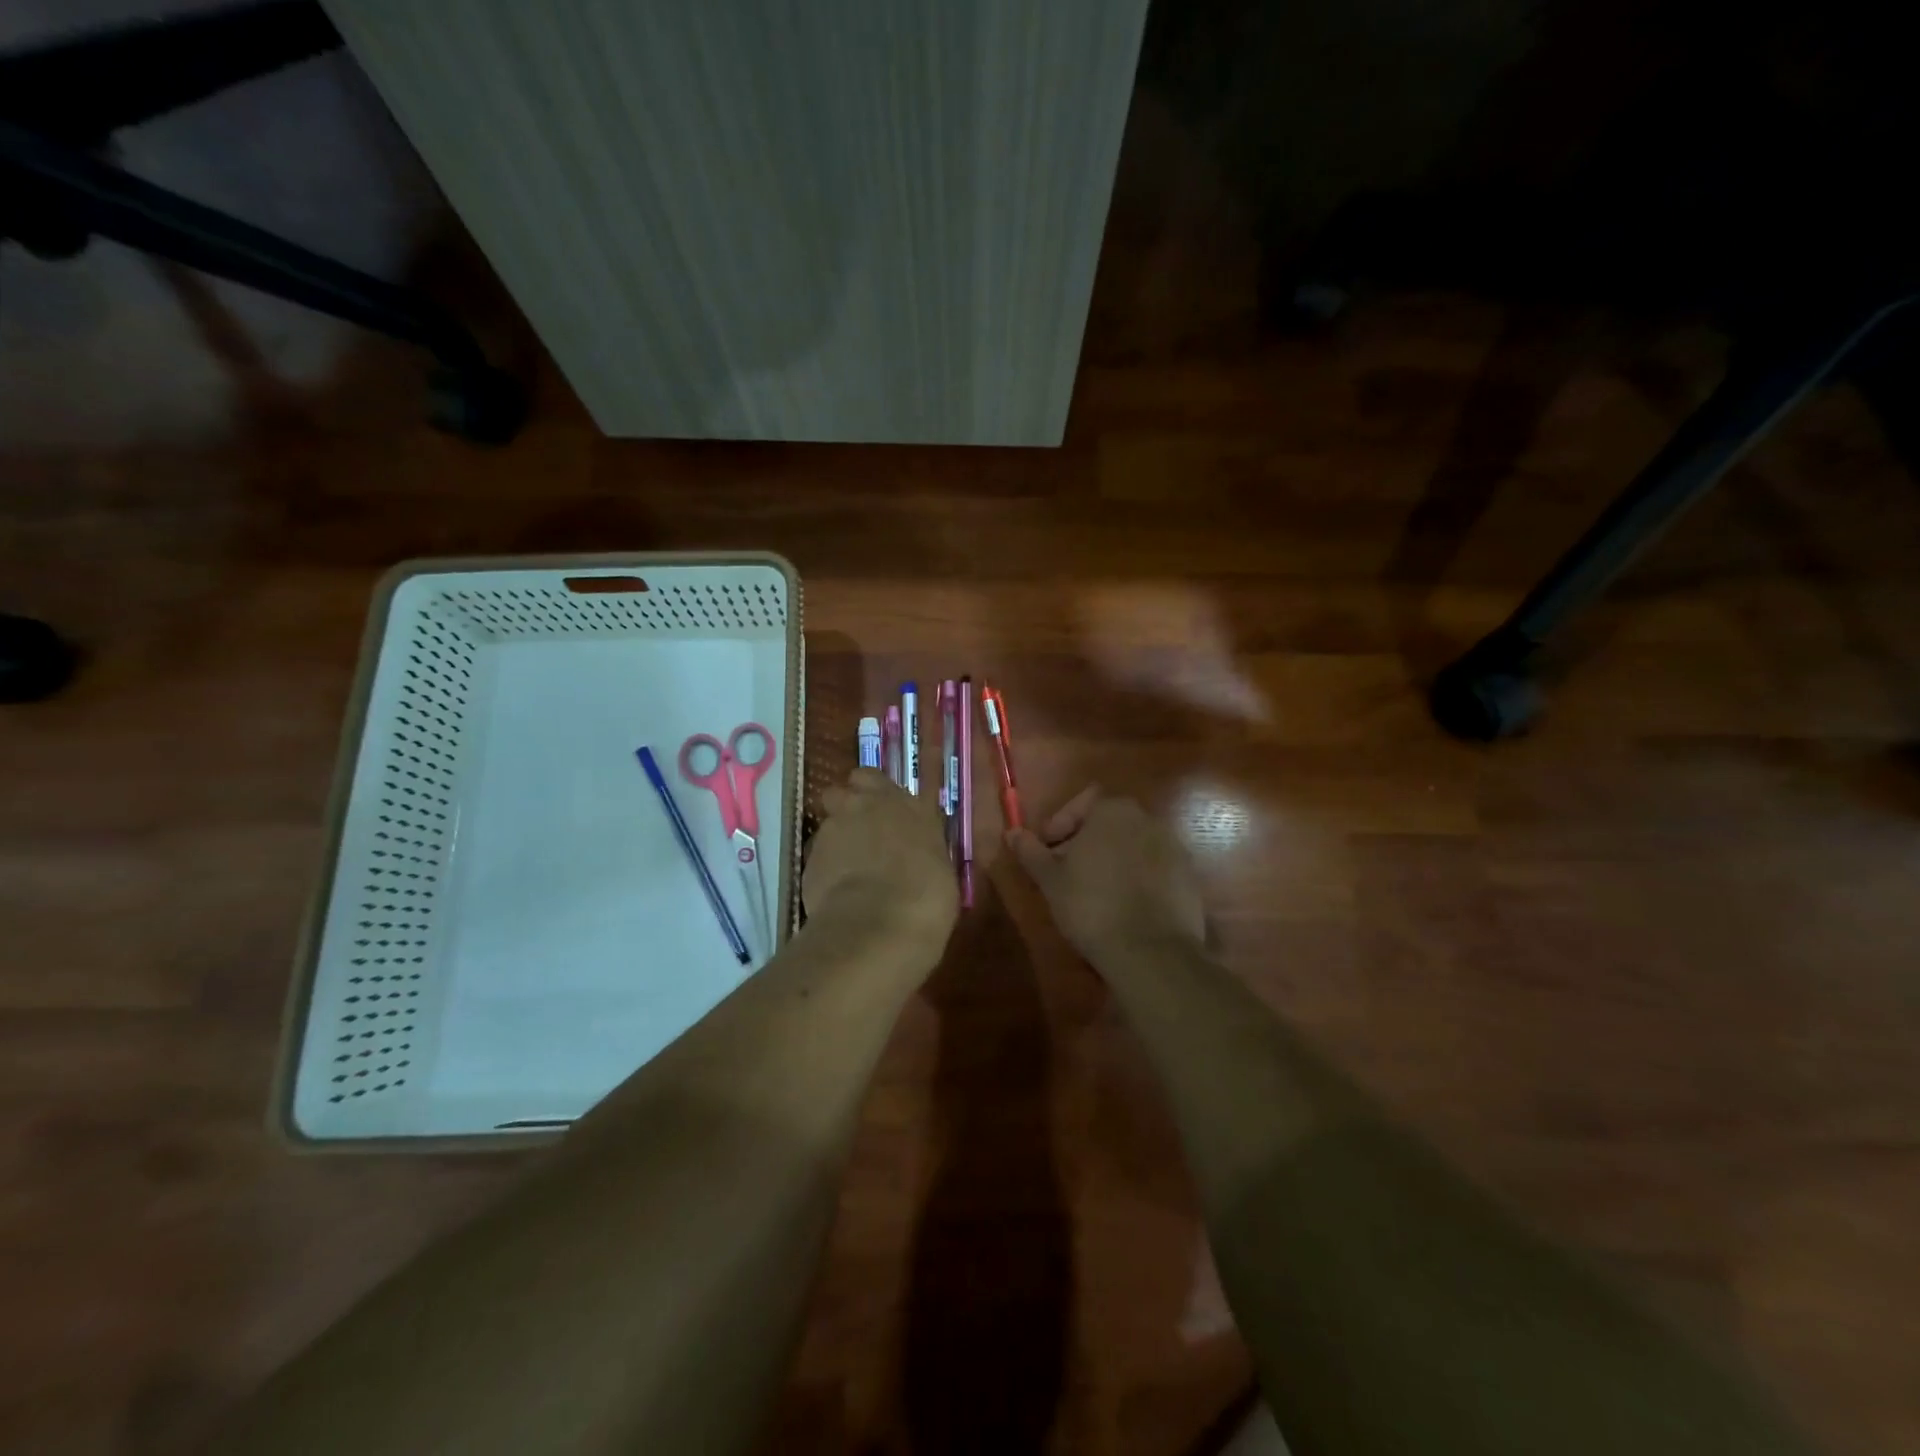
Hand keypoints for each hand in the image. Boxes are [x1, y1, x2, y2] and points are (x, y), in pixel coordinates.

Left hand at [805, 768, 957, 956]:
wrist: (880, 922)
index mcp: (900, 802)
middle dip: (845, 808)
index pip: (872, 777)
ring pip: (826, 826)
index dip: (871, 792)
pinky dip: (825, 872)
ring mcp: (831, 831)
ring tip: (849, 873)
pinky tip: (838, 895)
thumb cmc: (927, 894)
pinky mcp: (809, 860)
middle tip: (859, 833)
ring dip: (836, 842)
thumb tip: (914, 852)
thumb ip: (917, 846)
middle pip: (839, 792)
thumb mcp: (937, 863)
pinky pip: (817, 860)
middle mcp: (861, 807)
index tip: (880, 810)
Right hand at [1008, 787, 1205, 959]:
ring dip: (1113, 860)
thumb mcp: (1051, 880)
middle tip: (1068, 872)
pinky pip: (1154, 868)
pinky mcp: (1188, 877)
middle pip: (1108, 823)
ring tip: (1095, 891)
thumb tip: (1012, 832)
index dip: (1060, 825)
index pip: (1082, 803)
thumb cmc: (1091, 906)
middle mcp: (1147, 819)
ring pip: (1132, 845)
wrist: (1151, 952)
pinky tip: (1125, 906)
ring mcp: (1173, 847)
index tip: (1048, 852)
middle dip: (1086, 842)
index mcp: (1113, 811)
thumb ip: (1031, 852)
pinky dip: (1138, 878)